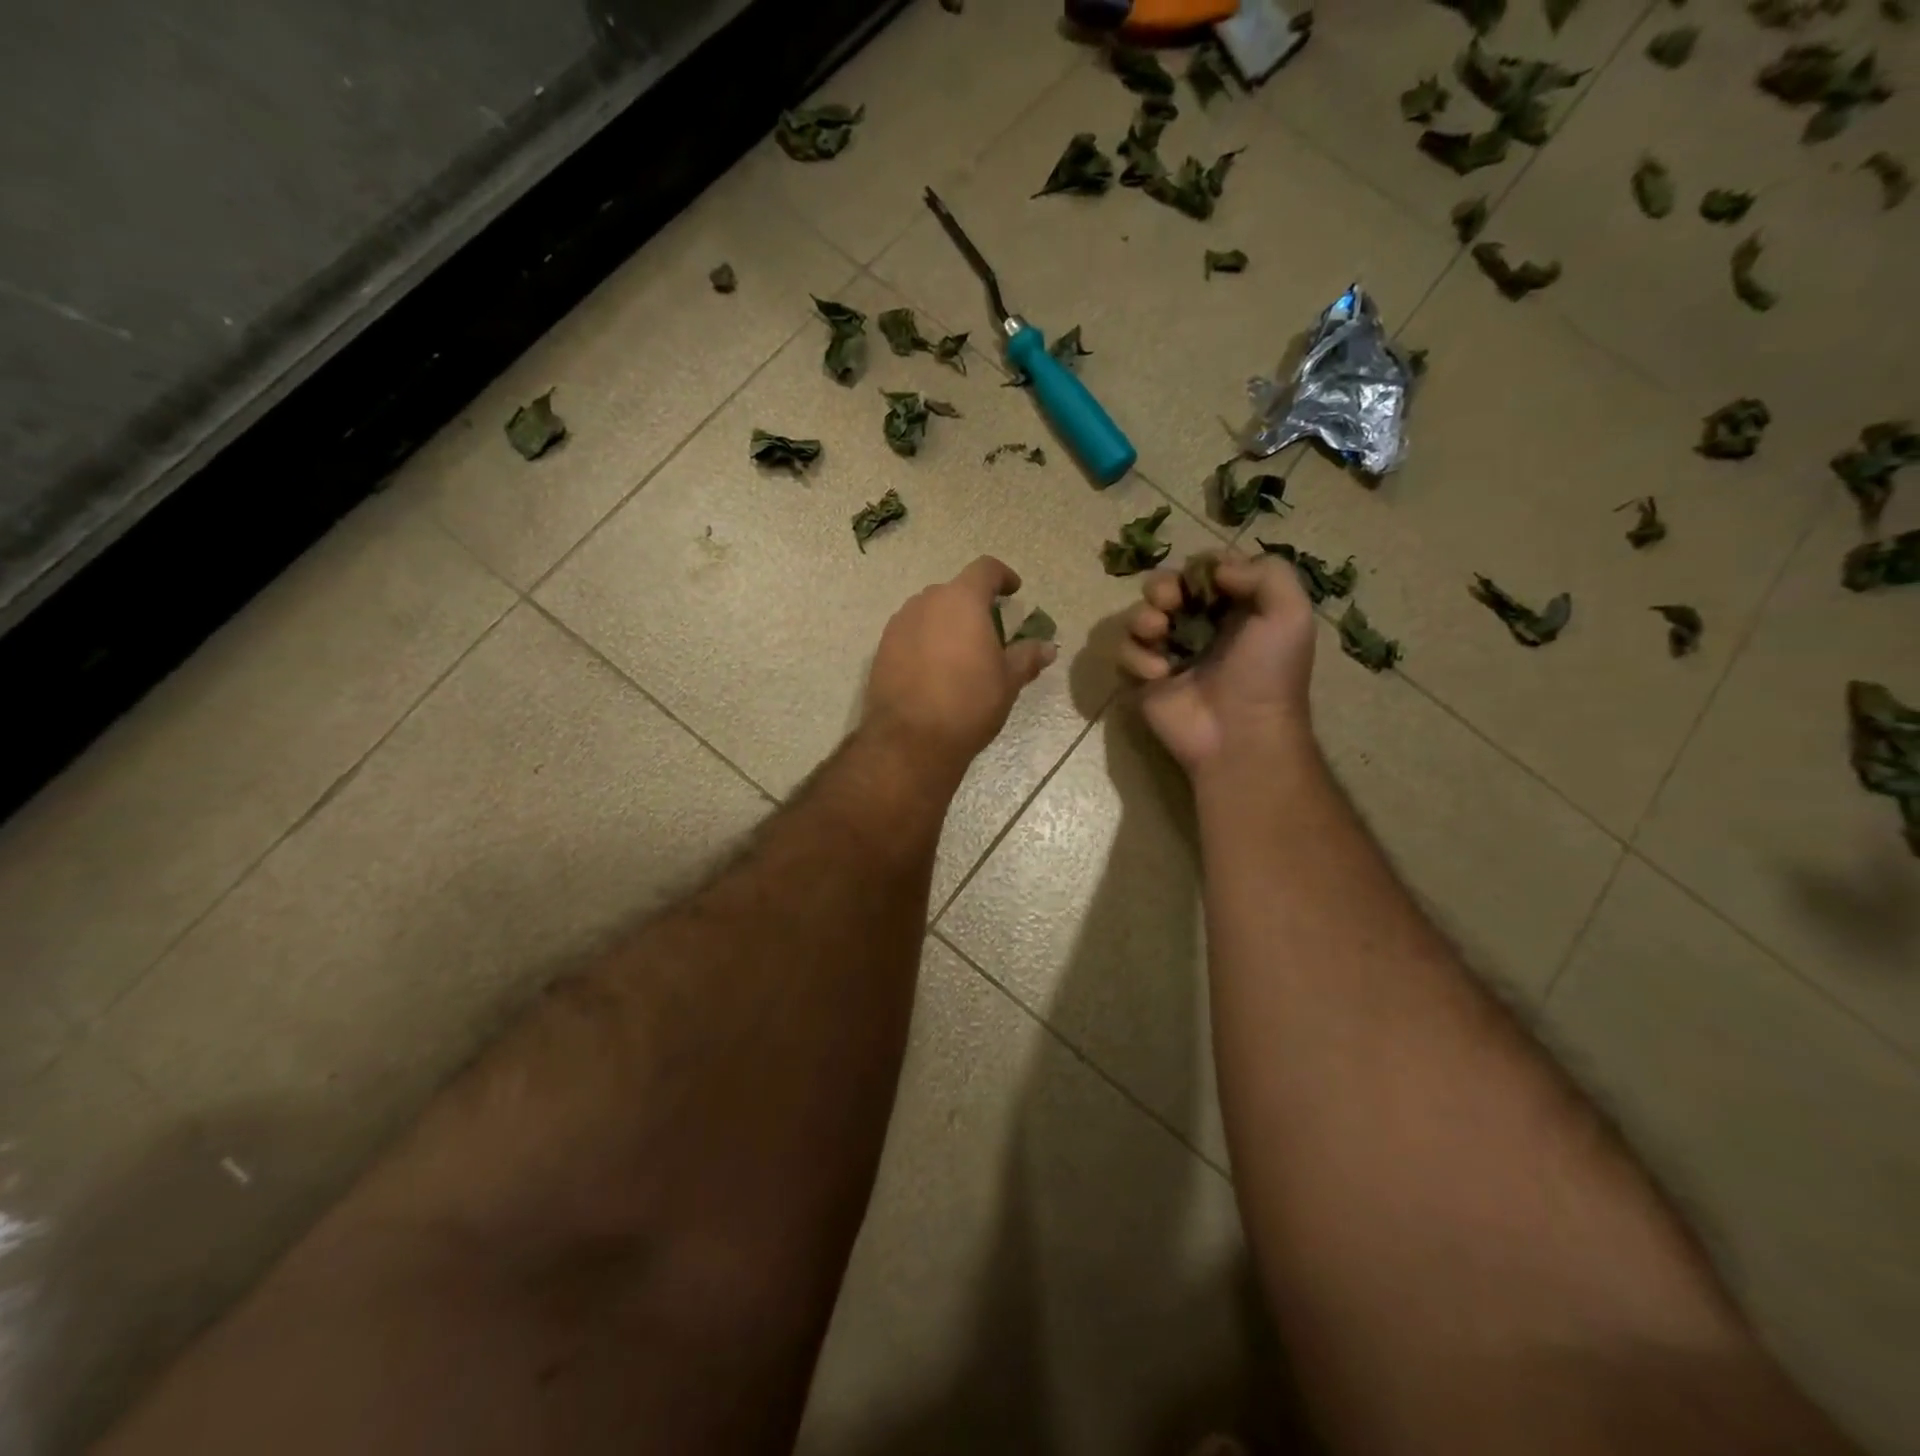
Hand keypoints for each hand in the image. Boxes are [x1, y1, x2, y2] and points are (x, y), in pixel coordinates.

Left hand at [863, 556, 1057, 782]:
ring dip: (946, 623)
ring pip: (928, 612)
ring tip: (959, 653)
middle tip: (988, 631)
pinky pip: (909, 633)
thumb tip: (1047, 647)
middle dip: (972, 604)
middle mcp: (926, 603)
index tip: (1013, 591)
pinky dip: (924, 641)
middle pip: (954, 591)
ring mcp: (899, 624)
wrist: (911, 740)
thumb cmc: (969, 704)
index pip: (985, 569)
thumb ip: (1027, 657)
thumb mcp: (1007, 681)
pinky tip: (934, 670)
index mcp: (962, 601)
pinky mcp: (881, 649)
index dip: (1002, 576)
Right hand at [1119, 550, 1316, 775]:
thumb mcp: (1290, 614)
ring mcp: (1167, 653)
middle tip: (1169, 603)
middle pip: (1163, 587)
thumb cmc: (1267, 674)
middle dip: (1160, 587)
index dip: (1199, 568)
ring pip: (1137, 616)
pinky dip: (1136, 658)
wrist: (1239, 735)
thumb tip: (1216, 570)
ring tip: (1158, 634)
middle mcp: (1198, 626)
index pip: (1204, 570)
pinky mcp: (1142, 679)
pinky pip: (1124, 653)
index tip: (1205, 582)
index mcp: (1234, 608)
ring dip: (1143, 618)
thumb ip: (1266, 572)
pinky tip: (1159, 675)